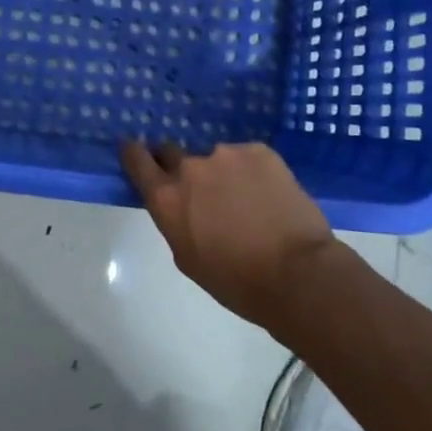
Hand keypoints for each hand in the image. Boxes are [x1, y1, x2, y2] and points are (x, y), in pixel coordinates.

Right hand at [120, 140, 353, 324]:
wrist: (298, 274)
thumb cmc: (237, 281)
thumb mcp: (188, 257)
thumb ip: (175, 221)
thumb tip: (181, 205)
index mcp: (166, 197)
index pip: (137, 159)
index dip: (133, 152)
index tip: (134, 149)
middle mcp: (190, 167)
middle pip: (172, 152)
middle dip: (178, 165)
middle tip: (199, 187)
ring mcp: (226, 154)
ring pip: (216, 158)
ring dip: (222, 173)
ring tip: (246, 199)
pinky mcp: (260, 151)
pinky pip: (247, 157)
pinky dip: (252, 172)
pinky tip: (268, 195)